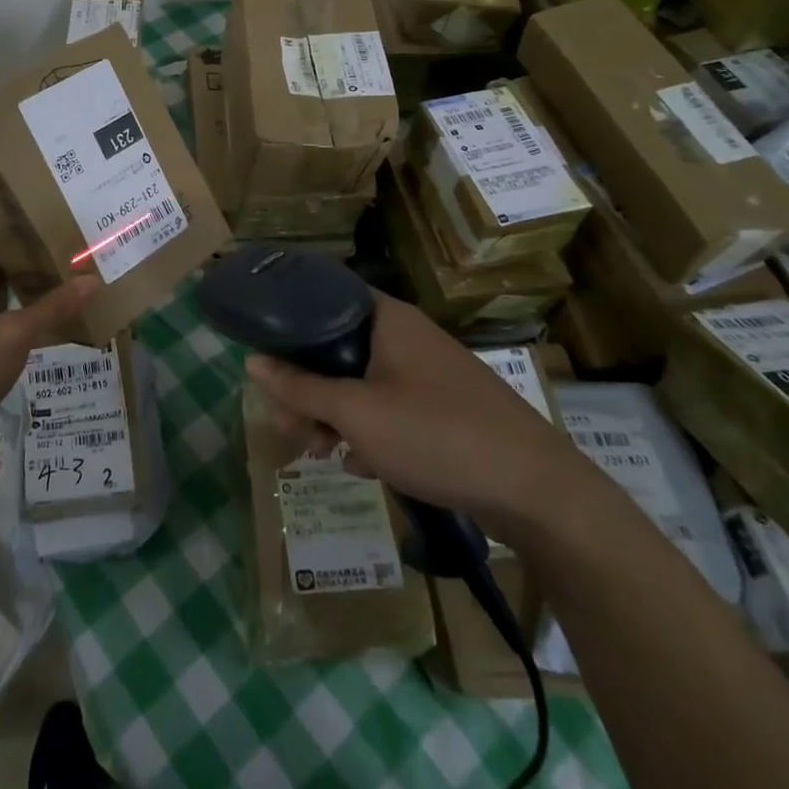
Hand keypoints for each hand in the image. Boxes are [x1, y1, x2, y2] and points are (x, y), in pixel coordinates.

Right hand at [244, 291, 597, 540]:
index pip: (324, 297)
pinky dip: (368, 429)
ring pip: (363, 381)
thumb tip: (251, 360)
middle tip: (288, 425)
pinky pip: (391, 407)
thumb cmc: (436, 435)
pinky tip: (358, 464)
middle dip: (307, 386)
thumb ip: (301, 387)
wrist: (537, 491)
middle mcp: (408, 336)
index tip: (265, 356)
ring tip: (318, 452)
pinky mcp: (446, 408)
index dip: (289, 323)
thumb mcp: (356, 413)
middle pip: (338, 346)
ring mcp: (430, 372)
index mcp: (387, 319)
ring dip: (334, 413)